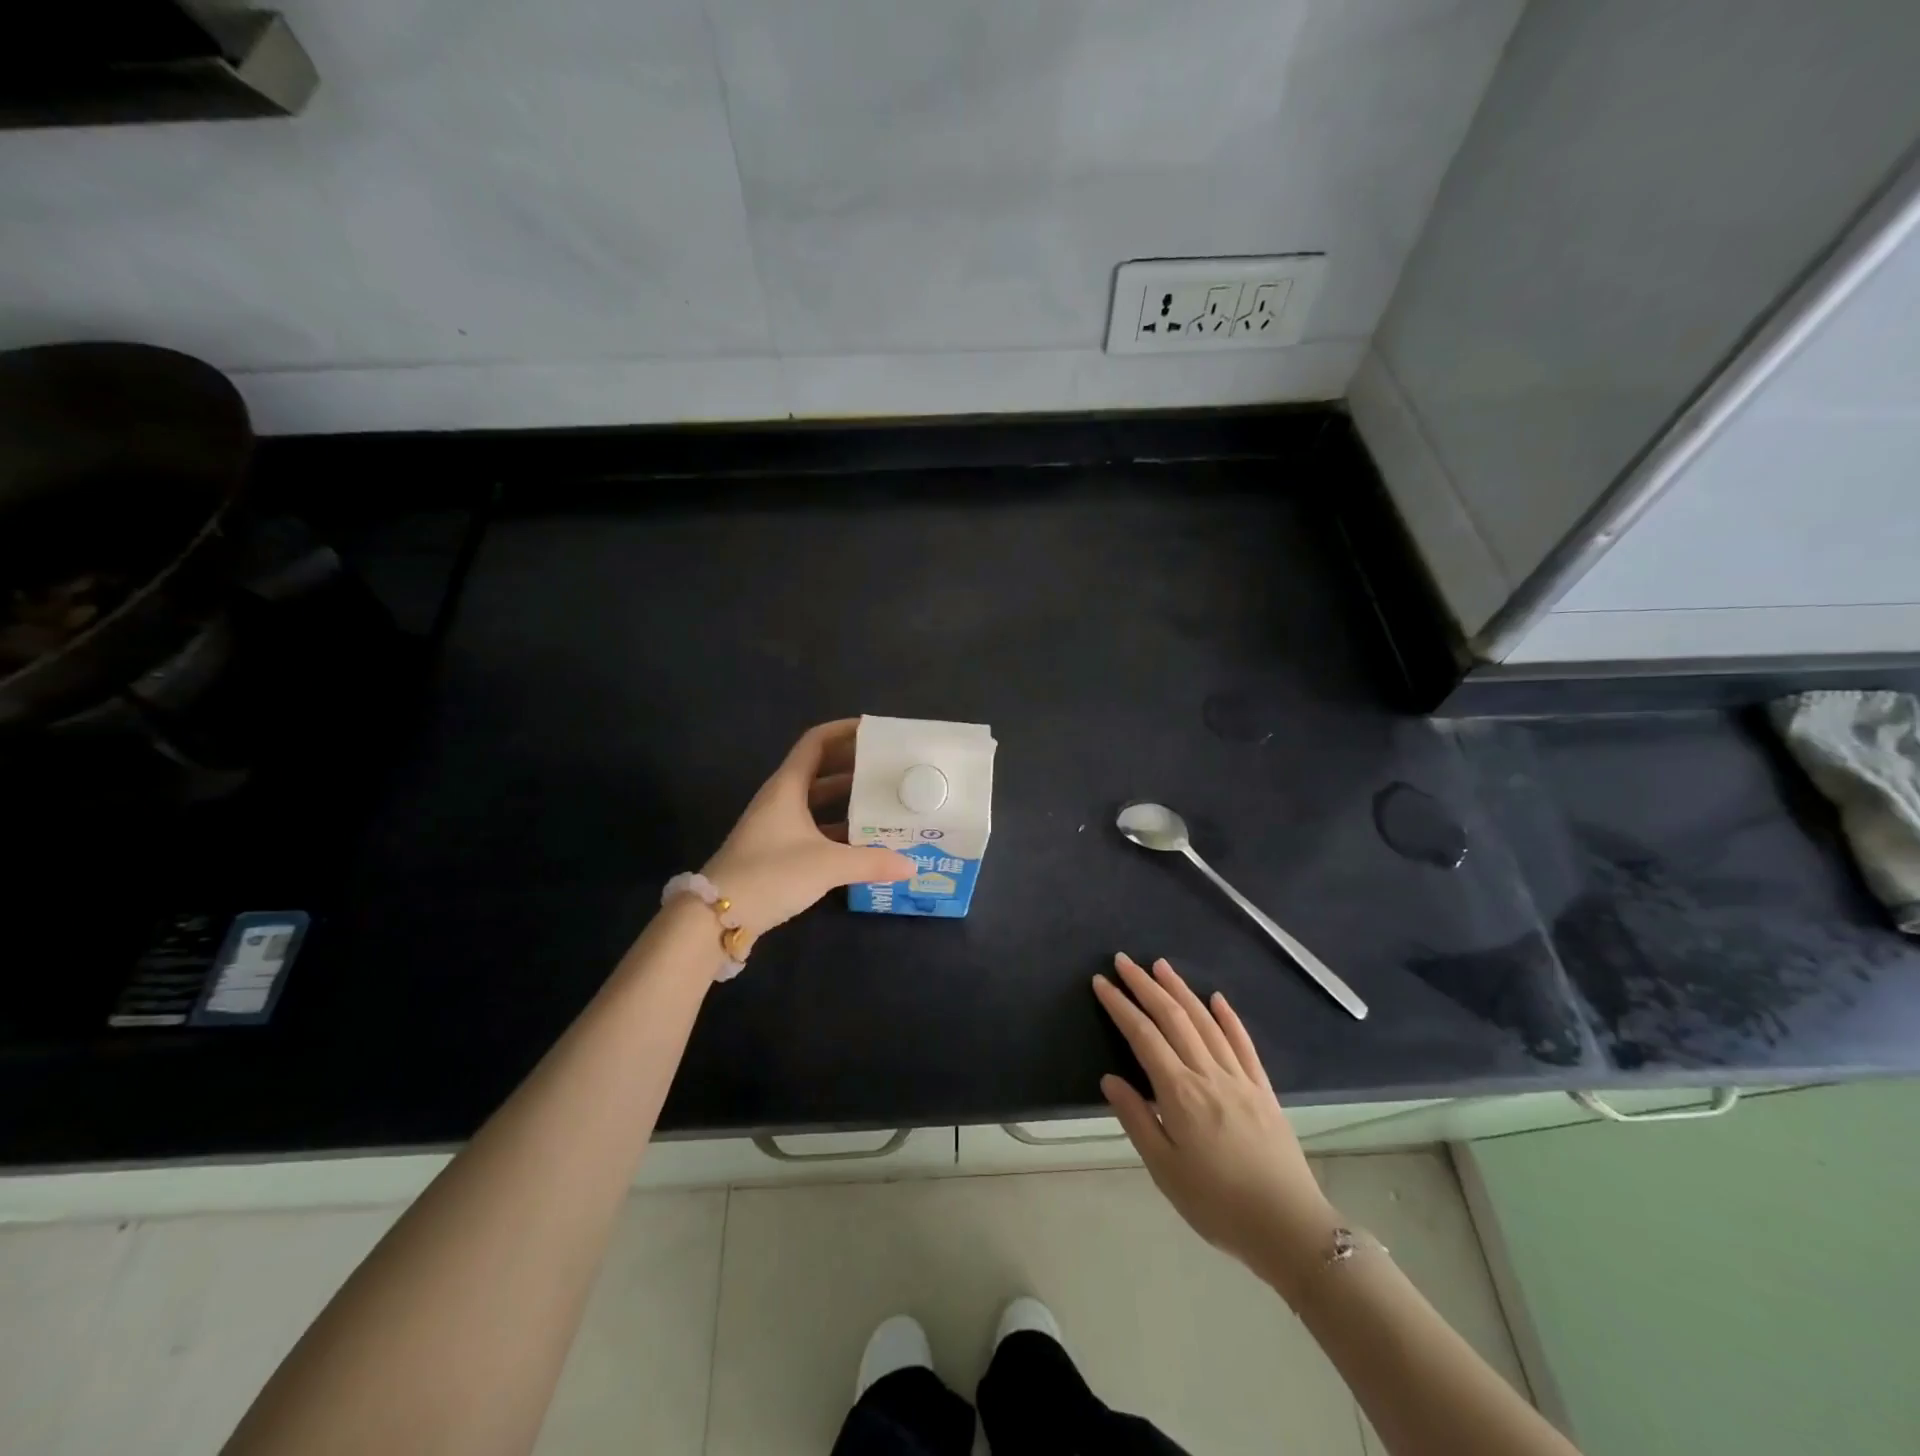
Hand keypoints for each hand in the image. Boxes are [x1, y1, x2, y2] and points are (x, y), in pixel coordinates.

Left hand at [702, 719, 915, 944]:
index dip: (843, 731)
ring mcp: (777, 826)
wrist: (717, 916)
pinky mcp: (777, 852)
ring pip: (817, 802)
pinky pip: (814, 829)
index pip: (815, 742)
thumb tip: (911, 864)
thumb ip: (871, 862)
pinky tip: (863, 841)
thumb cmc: (771, 874)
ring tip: (883, 800)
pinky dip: (837, 829)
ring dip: (847, 799)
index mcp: (787, 787)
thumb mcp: (827, 865)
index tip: (875, 732)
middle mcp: (781, 800)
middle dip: (853, 766)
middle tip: (888, 768)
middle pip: (820, 770)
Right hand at [1094, 954, 1341, 1298]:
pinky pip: (1243, 1043)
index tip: (1102, 982)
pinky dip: (1228, 1017)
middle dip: (1146, 986)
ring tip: (1161, 965)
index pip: (1143, 1036)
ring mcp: (1239, 1078)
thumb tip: (1110, 1080)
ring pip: (1205, 1022)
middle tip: (1124, 961)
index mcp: (1180, 1093)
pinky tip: (1217, 999)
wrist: (1290, 1228)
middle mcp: (1209, 1074)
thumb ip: (1136, 1120)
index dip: (1120, 1006)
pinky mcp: (1263, 1089)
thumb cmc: (1218, 1205)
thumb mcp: (1165, 1171)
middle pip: (1173, 1018)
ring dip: (1181, 990)